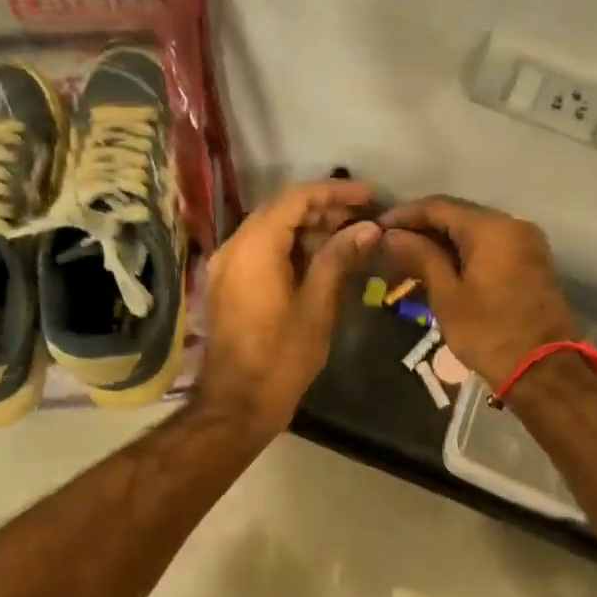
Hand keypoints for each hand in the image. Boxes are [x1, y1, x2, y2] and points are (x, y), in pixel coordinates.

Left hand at [195, 178, 380, 437]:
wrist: (237, 404)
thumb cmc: (282, 357)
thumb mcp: (318, 306)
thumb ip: (339, 258)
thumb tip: (368, 228)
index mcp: (254, 247)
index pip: (296, 198)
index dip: (335, 192)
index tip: (370, 196)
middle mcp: (234, 247)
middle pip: (281, 210)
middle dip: (324, 210)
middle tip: (364, 220)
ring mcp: (227, 265)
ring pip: (271, 230)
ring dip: (308, 229)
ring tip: (350, 239)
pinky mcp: (229, 283)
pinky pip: (261, 251)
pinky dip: (291, 248)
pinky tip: (321, 260)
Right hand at [380, 197, 575, 386]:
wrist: (545, 371)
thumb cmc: (489, 333)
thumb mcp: (447, 295)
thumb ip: (420, 256)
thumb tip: (392, 235)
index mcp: (492, 228)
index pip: (438, 206)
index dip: (404, 215)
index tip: (377, 227)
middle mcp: (513, 224)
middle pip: (457, 214)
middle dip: (421, 227)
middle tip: (388, 243)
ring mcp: (525, 242)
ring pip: (473, 230)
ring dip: (441, 240)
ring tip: (407, 257)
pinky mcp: (530, 261)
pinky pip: (489, 244)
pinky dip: (462, 251)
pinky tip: (438, 266)